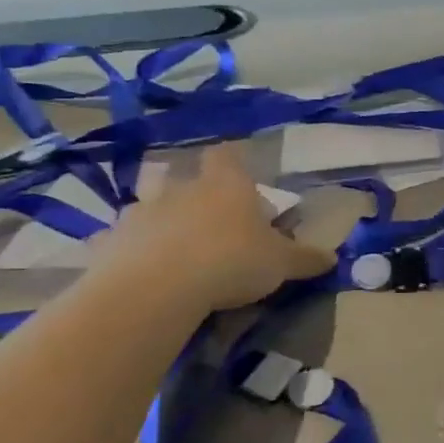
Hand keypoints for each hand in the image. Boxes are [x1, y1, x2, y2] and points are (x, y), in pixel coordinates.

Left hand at [102, 145, 335, 313]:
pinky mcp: (110, 242)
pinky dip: (128, 250)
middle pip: (181, 175)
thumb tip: (333, 258)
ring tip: (170, 243)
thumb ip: (305, 259)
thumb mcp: (281, 264)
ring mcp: (140, 212)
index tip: (238, 172)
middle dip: (190, 190)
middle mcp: (180, 189)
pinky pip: (119, 240)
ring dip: (157, 218)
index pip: (226, 155)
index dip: (232, 160)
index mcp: (225, 185)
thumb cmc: (231, 260)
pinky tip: (139, 269)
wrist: (157, 287)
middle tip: (204, 215)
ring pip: (147, 205)